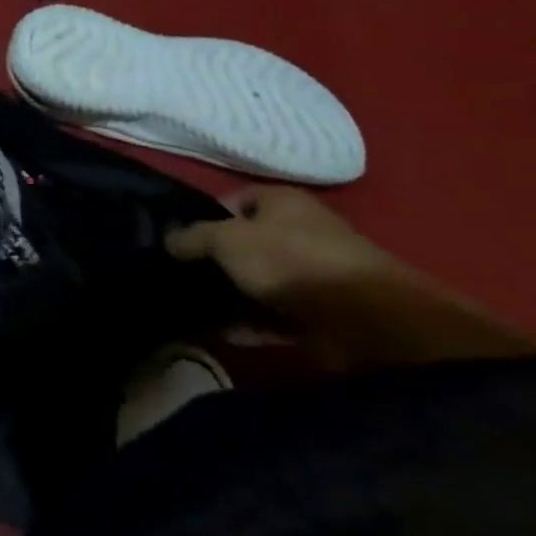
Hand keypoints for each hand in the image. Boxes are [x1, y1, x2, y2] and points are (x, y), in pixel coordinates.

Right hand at [165, 186, 396, 306]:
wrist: (368, 320)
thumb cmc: (292, 261)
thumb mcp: (229, 239)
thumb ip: (193, 237)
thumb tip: (168, 240)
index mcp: (281, 202)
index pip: (233, 201)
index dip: (205, 218)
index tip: (179, 243)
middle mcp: (296, 233)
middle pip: (243, 244)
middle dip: (214, 262)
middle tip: (180, 278)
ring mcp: (308, 276)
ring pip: (256, 282)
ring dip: (228, 297)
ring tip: (190, 310)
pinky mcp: (315, 314)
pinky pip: (271, 316)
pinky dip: (248, 325)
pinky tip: (219, 334)